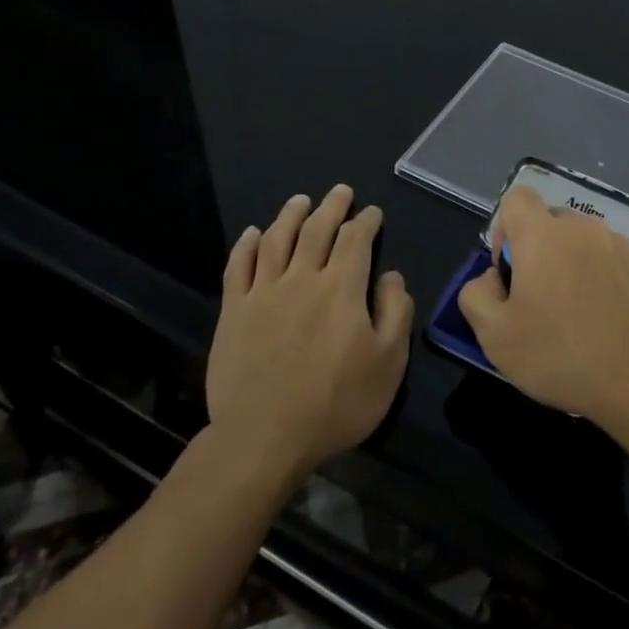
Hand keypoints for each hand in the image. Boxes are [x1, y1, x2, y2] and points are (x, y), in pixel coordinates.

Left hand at [204, 186, 411, 481]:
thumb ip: (395, 312)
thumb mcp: (388, 363)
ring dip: (291, 214)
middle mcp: (302, 278)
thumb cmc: (336, 403)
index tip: (372, 213)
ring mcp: (263, 292)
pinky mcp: (233, 311)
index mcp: (342, 288)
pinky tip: (254, 233)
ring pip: (277, 239)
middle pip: (317, 229)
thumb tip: (392, 276)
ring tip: (300, 200)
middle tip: (340, 191)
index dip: (366, 222)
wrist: (264, 437)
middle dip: (332, 207)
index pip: (356, 239)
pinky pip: (238, 266)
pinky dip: (247, 244)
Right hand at [457, 185, 628, 440]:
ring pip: (582, 243)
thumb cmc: (563, 357)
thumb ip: (476, 295)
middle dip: (538, 252)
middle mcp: (583, 228)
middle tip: (539, 302)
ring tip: (577, 316)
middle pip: (550, 222)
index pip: (517, 198)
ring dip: (572, 266)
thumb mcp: (495, 337)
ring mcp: (621, 245)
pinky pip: (612, 261)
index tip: (511, 271)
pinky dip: (602, 280)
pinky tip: (607, 322)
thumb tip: (492, 278)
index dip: (505, 229)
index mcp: (543, 236)